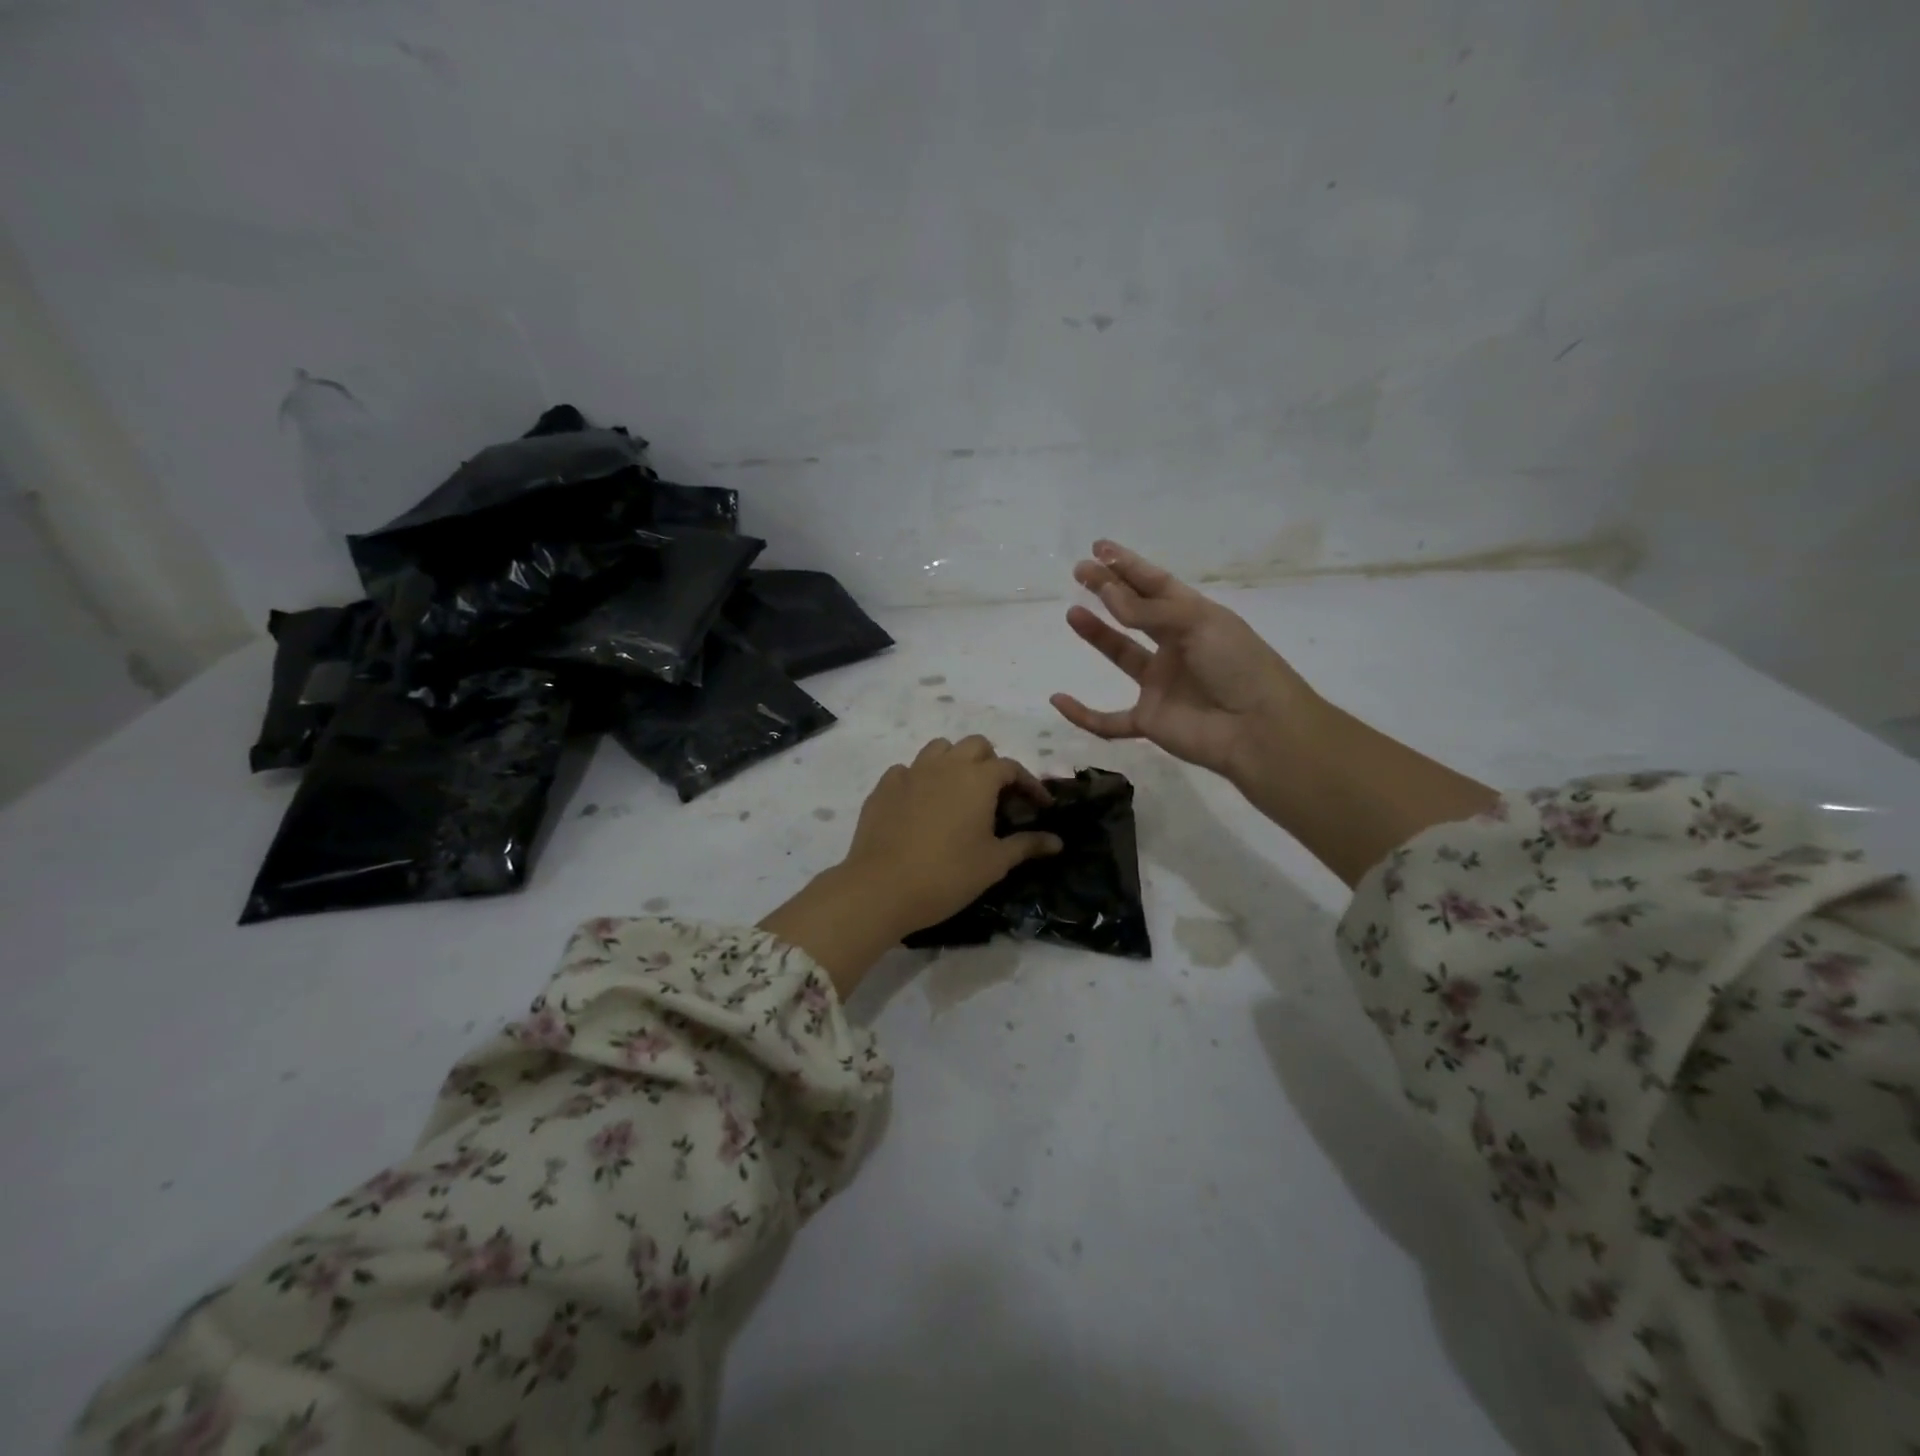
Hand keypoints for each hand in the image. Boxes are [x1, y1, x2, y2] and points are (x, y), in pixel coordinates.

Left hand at [759, 736, 1059, 994]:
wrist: (881, 888)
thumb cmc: (947, 875)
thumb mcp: (994, 863)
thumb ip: (1026, 845)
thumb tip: (1057, 841)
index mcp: (977, 779)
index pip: (1011, 767)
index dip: (1029, 784)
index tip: (1039, 806)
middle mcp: (945, 765)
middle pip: (975, 746)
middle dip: (991, 764)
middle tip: (998, 796)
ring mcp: (911, 773)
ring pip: (939, 749)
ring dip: (955, 762)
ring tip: (959, 792)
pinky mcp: (884, 787)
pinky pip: (907, 770)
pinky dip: (920, 779)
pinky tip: (922, 805)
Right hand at [1053, 538, 1495, 885]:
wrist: (1258, 730)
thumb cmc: (1238, 666)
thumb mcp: (1198, 624)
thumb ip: (1148, 612)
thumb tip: (1107, 592)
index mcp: (1195, 618)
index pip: (1156, 584)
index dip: (1129, 565)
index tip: (1099, 549)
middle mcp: (1176, 646)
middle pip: (1135, 614)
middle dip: (1109, 590)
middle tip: (1080, 571)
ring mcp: (1161, 684)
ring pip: (1120, 655)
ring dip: (1096, 635)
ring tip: (1073, 613)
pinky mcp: (1149, 720)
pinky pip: (1108, 720)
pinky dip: (1083, 714)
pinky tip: (1058, 699)